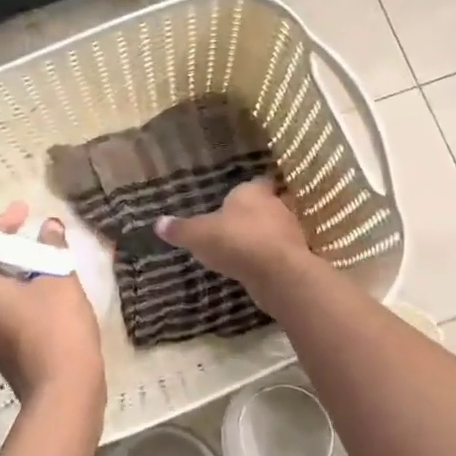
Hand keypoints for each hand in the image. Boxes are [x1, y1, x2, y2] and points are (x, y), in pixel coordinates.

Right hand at [155, 179, 315, 295]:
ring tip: (243, 249)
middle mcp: (275, 205)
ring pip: (275, 229)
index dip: (245, 191)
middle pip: (266, 205)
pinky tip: (256, 268)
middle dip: (253, 214)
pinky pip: (279, 252)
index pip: (254, 183)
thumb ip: (180, 229)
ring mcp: (290, 231)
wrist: (277, 272)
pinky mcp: (297, 256)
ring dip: (263, 237)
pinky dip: (269, 258)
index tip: (235, 199)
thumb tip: (158, 223)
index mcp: (251, 192)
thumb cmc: (235, 241)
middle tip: (235, 225)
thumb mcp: (198, 235)